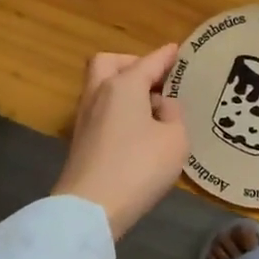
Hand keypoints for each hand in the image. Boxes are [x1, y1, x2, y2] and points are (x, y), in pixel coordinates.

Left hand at [52, 44, 188, 237]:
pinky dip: (118, 110)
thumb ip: (173, 115)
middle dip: (132, 64)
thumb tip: (161, 106)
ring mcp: (85, 118)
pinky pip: (101, 111)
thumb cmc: (139, 167)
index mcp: (123, 85)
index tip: (178, 50)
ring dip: (123, 89)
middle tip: (154, 80)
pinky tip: (138, 129)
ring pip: (101, 87)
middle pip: (109, 63)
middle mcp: (99, 94)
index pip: (149, 61)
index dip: (166, 56)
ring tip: (151, 107)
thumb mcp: (175, 139)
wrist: (91, 208)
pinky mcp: (80, 141)